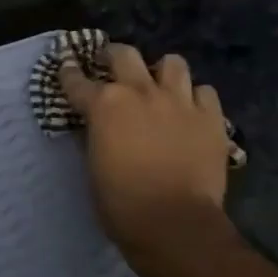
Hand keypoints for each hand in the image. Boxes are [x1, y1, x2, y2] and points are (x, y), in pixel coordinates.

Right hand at [59, 44, 235, 259]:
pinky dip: (194, 97)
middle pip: (125, 55)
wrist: (174, 222)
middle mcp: (141, 92)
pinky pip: (204, 92)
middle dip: (113, 56)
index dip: (69, 72)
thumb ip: (94, 136)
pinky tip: (189, 110)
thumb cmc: (120, 202)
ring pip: (172, 63)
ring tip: (158, 85)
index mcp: (104, 105)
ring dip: (161, 71)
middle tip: (110, 65)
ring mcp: (179, 101)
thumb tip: (94, 126)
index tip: (66, 66)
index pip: (77, 80)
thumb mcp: (93, 165)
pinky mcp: (211, 117)